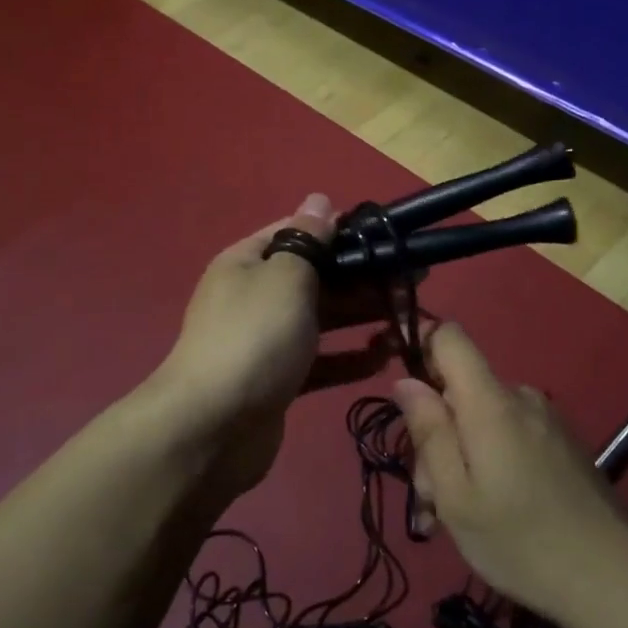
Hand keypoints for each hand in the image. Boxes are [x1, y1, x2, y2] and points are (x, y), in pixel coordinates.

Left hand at [155, 194, 393, 497]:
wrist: (212, 428)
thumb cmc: (253, 337)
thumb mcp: (284, 277)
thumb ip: (308, 239)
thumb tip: (319, 199)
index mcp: (249, 262)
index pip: (299, 233)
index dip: (342, 232)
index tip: (386, 240)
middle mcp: (255, 297)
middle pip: (317, 278)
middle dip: (363, 277)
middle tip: (416, 280)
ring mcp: (266, 342)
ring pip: (322, 320)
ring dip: (363, 316)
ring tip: (410, 316)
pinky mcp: (279, 382)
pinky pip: (321, 362)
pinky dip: (351, 358)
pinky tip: (386, 356)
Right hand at [393, 324, 627, 619]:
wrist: (618, 582)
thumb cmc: (522, 542)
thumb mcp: (456, 496)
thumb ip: (428, 431)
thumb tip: (405, 381)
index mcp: (490, 402)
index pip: (449, 337)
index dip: (420, 348)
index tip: (405, 397)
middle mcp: (521, 397)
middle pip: (460, 388)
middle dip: (437, 432)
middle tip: (432, 497)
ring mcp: (546, 419)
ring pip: (482, 417)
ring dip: (462, 455)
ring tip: (460, 515)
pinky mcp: (563, 443)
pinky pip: (509, 434)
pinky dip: (490, 461)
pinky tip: (495, 512)